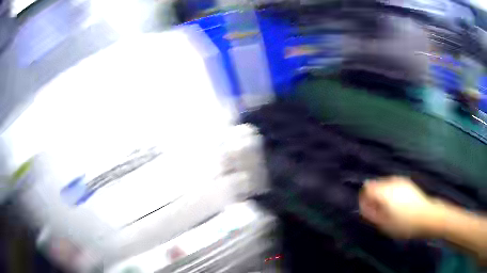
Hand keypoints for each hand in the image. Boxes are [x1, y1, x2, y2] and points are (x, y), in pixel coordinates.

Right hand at [359, 176, 443, 237]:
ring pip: (384, 184)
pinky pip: (393, 184)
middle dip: (373, 197)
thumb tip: (364, 206)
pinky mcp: (407, 182)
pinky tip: (396, 204)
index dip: (364, 199)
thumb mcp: (384, 224)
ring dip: (382, 194)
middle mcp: (391, 182)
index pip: (367, 188)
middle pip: (375, 184)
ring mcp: (400, 180)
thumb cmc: (404, 224)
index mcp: (385, 192)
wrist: (426, 216)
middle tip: (378, 212)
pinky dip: (390, 192)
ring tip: (387, 209)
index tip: (368, 211)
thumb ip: (372, 214)